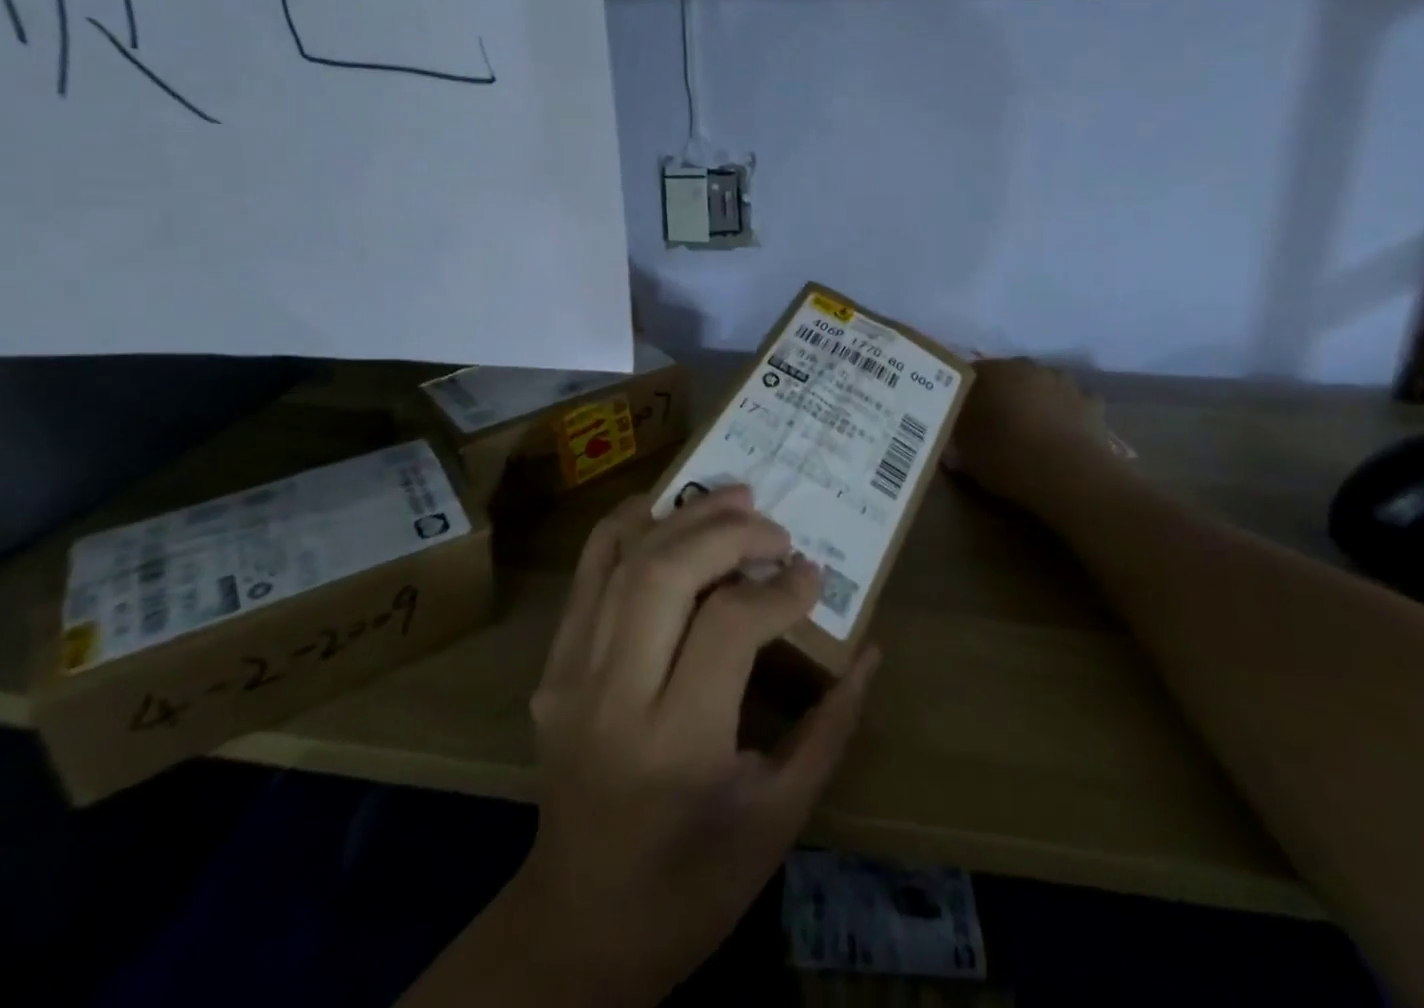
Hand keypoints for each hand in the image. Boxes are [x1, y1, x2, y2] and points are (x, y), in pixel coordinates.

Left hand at [460, 486, 880, 1005]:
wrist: (580, 927)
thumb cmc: (693, 883)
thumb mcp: (778, 818)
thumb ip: (831, 727)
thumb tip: (871, 651)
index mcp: (677, 743)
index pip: (730, 625)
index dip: (780, 588)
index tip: (813, 574)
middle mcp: (614, 697)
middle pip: (667, 573)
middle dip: (730, 533)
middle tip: (775, 528)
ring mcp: (571, 676)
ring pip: (625, 560)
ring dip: (684, 516)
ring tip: (734, 497)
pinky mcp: (552, 667)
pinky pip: (586, 574)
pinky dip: (625, 527)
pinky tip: (665, 508)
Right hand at [947, 357, 1128, 510]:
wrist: (1070, 477)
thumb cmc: (1008, 459)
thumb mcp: (966, 454)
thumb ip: (956, 438)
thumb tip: (951, 435)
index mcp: (992, 373)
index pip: (969, 373)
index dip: (963, 393)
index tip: (959, 412)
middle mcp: (1027, 367)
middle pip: (1008, 375)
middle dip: (1000, 393)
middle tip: (993, 421)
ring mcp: (1063, 382)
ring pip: (1042, 385)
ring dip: (1035, 399)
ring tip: (1030, 428)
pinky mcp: (1091, 402)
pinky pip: (1073, 402)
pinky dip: (1067, 412)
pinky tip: (1063, 433)